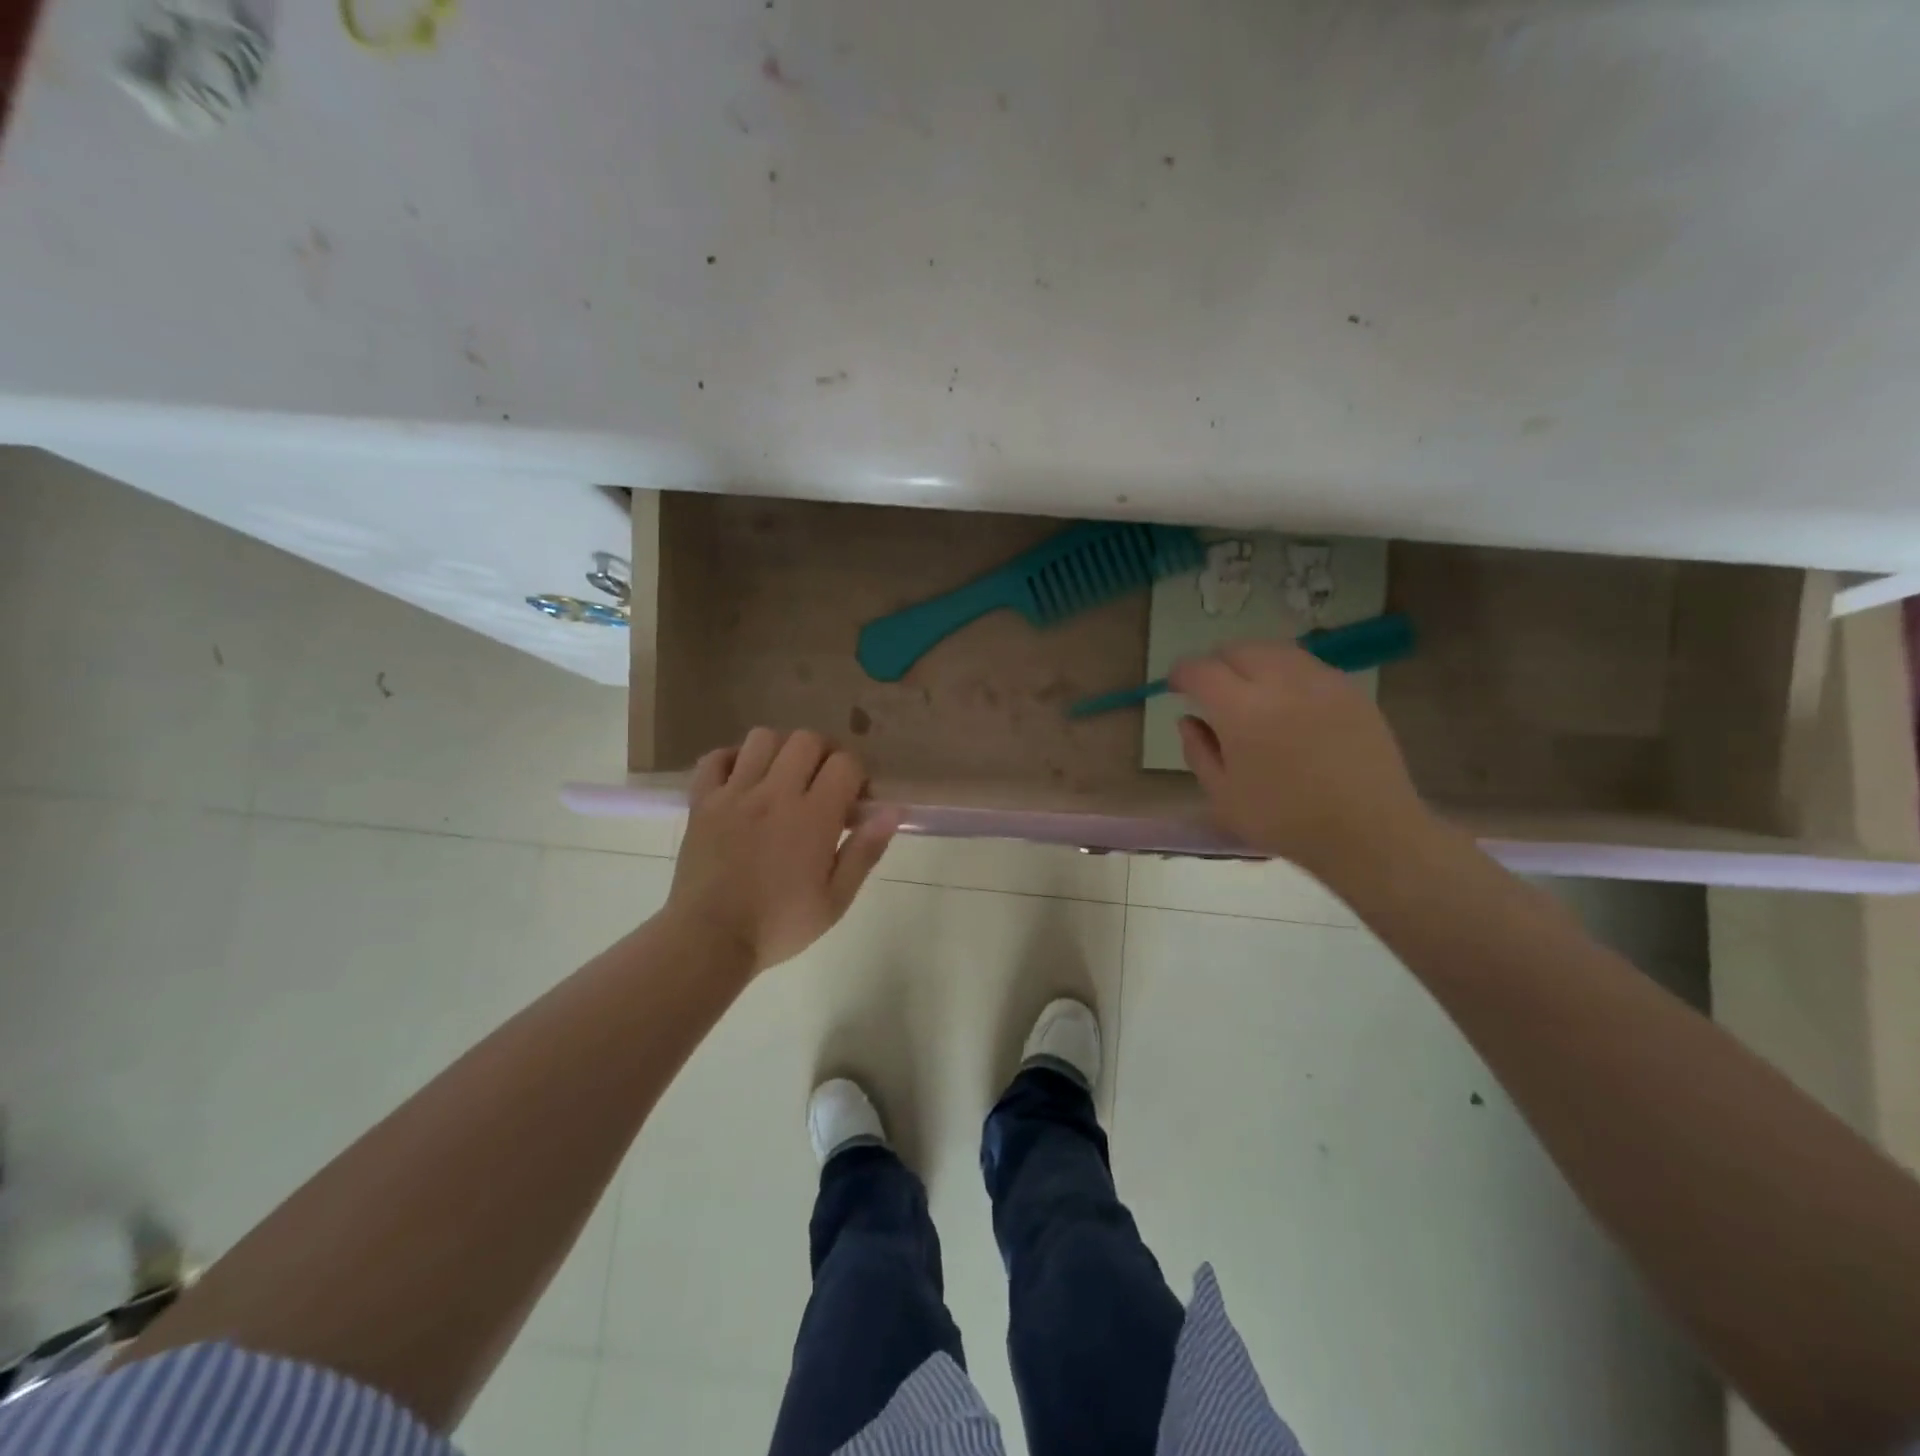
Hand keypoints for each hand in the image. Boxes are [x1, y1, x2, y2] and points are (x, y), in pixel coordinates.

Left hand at [666, 728, 895, 974]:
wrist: (709, 940)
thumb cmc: (778, 925)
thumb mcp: (836, 899)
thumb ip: (865, 851)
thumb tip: (892, 811)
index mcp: (813, 817)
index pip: (845, 764)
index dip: (858, 776)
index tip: (855, 803)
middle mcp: (775, 794)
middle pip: (807, 740)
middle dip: (824, 754)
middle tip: (824, 784)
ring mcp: (734, 793)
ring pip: (763, 738)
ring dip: (781, 750)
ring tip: (784, 778)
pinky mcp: (702, 801)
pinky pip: (715, 758)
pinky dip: (733, 759)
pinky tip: (744, 780)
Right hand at [1169, 640, 1429, 879]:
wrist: (1368, 832)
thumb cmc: (1285, 821)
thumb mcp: (1223, 796)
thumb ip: (1198, 752)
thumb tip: (1187, 720)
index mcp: (1241, 711)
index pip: (1201, 671)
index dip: (1181, 674)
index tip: (1175, 687)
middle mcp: (1280, 683)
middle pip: (1238, 649)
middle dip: (1217, 663)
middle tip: (1211, 689)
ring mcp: (1320, 681)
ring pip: (1275, 650)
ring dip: (1252, 662)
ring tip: (1248, 689)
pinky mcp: (1350, 689)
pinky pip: (1307, 665)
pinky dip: (1285, 672)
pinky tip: (1287, 701)